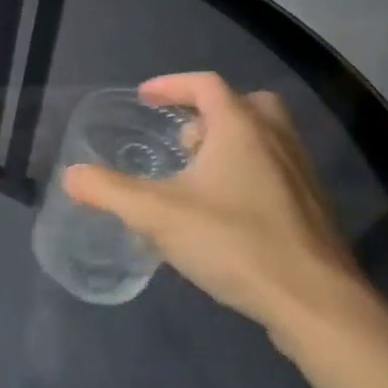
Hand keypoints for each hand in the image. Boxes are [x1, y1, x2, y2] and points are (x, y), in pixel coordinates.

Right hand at [63, 73, 376, 344]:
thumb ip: (109, 190)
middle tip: (183, 140)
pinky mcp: (314, 209)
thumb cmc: (234, 242)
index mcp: (241, 128)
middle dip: (210, 114)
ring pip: (266, 139)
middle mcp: (277, 140)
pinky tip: (228, 213)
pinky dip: (250, 174)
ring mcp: (301, 174)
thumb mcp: (157, 214)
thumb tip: (71, 175)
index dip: (171, 85)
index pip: (205, 84)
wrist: (316, 302)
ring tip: (199, 178)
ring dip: (231, 145)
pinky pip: (277, 171)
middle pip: (246, 104)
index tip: (145, 97)